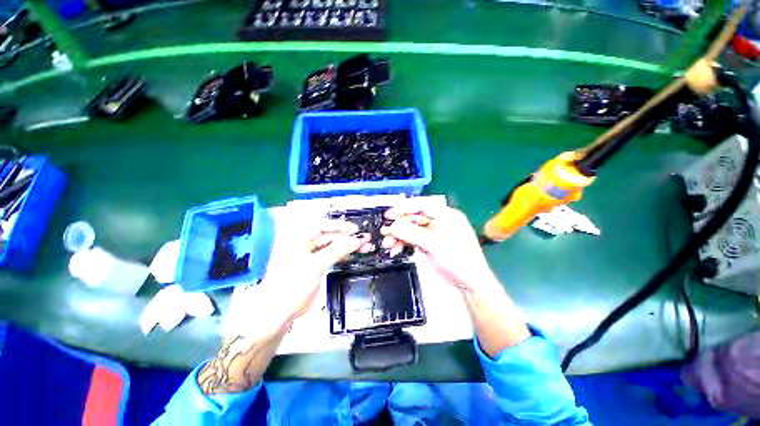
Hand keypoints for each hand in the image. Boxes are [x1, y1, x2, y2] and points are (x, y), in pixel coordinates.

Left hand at [200, 215, 365, 394]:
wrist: (279, 311)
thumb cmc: (292, 284)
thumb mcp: (316, 265)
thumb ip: (337, 250)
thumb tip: (357, 240)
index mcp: (298, 237)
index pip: (322, 225)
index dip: (340, 226)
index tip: (356, 230)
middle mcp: (304, 241)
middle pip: (329, 234)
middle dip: (347, 237)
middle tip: (365, 239)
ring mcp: (310, 253)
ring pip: (332, 244)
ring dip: (348, 245)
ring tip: (365, 246)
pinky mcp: (316, 263)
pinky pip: (332, 254)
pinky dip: (343, 253)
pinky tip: (354, 252)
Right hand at [381, 204, 498, 291]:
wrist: (469, 283)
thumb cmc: (457, 259)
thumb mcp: (434, 244)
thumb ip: (411, 233)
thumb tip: (392, 226)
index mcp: (446, 215)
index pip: (422, 205)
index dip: (404, 208)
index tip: (389, 214)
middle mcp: (439, 221)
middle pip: (414, 218)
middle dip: (399, 225)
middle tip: (385, 233)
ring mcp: (433, 232)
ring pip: (411, 229)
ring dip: (399, 236)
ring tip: (388, 244)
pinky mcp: (429, 243)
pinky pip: (413, 239)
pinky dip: (403, 243)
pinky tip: (396, 249)